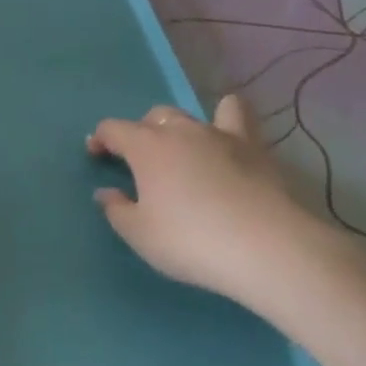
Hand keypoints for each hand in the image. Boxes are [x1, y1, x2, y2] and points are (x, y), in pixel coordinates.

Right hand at [87, 93, 337, 312]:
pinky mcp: (254, 148)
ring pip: (190, 115)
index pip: (112, 129)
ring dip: (179, 128)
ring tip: (182, 151)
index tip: (96, 156)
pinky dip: (227, 118)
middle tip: (142, 164)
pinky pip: (237, 116)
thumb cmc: (192, 241)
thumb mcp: (140, 235)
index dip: (100, 139)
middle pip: (152, 118)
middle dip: (141, 133)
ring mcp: (219, 135)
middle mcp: (179, 130)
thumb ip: (117, 210)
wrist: (268, 249)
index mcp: (145, 146)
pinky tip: (227, 135)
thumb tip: (107, 193)